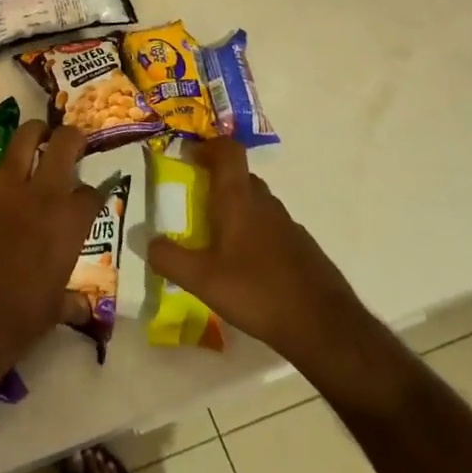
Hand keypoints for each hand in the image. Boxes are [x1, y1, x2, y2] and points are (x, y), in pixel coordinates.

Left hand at [0, 120, 102, 381]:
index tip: (92, 197)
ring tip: (38, 132)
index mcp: (69, 226)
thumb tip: (82, 307)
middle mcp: (41, 197)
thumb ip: (70, 302)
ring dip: (33, 131)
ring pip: (22, 141)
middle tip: (73, 141)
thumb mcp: (53, 313)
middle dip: (72, 139)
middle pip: (64, 147)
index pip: (92, 195)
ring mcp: (3, 191)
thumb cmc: (15, 323)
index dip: (95, 193)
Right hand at [147, 139, 409, 414]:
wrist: (324, 326)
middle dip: (217, 180)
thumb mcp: (202, 280)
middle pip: (240, 176)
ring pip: (257, 202)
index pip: (228, 151)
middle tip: (194, 202)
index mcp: (238, 200)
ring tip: (217, 238)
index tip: (189, 157)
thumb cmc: (257, 292)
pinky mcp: (302, 248)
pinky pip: (272, 227)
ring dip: (236, 208)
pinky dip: (255, 233)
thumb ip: (169, 258)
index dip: (208, 146)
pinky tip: (247, 267)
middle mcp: (265, 203)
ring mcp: (288, 225)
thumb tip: (147, 242)